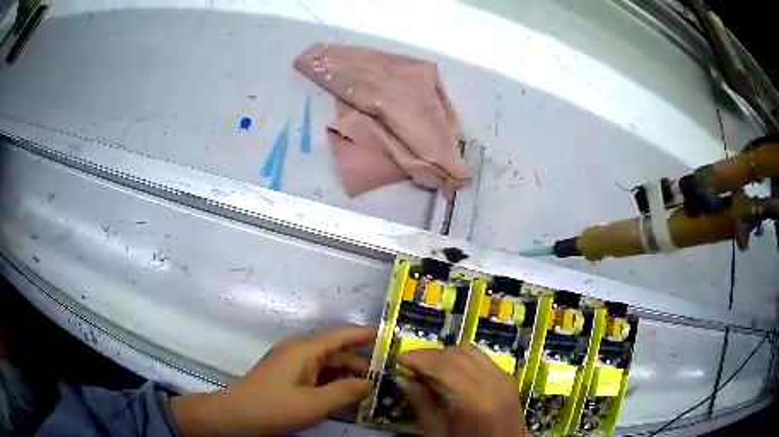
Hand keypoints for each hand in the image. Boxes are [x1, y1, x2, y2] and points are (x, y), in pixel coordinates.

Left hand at [169, 325, 374, 435]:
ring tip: (368, 390)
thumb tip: (370, 384)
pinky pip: (316, 373)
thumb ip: (345, 392)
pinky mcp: (287, 375)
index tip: (388, 336)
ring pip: (326, 364)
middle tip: (384, 377)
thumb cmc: (274, 407)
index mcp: (304, 350)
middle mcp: (298, 350)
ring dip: (346, 375)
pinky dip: (332, 382)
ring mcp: (291, 363)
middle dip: (360, 363)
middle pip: (336, 351)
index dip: (364, 334)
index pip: (341, 335)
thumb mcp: (314, 404)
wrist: (236, 416)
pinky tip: (344, 395)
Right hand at [398, 344, 528, 436]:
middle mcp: (495, 382)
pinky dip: (463, 361)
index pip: (444, 365)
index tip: (399, 359)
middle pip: (459, 354)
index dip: (420, 358)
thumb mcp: (440, 435)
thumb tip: (405, 380)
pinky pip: (483, 360)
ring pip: (471, 352)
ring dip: (447, 356)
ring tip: (428, 369)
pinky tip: (450, 373)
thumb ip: (424, 406)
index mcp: (476, 399)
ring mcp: (505, 379)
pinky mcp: (509, 380)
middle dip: (431, 356)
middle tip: (410, 366)